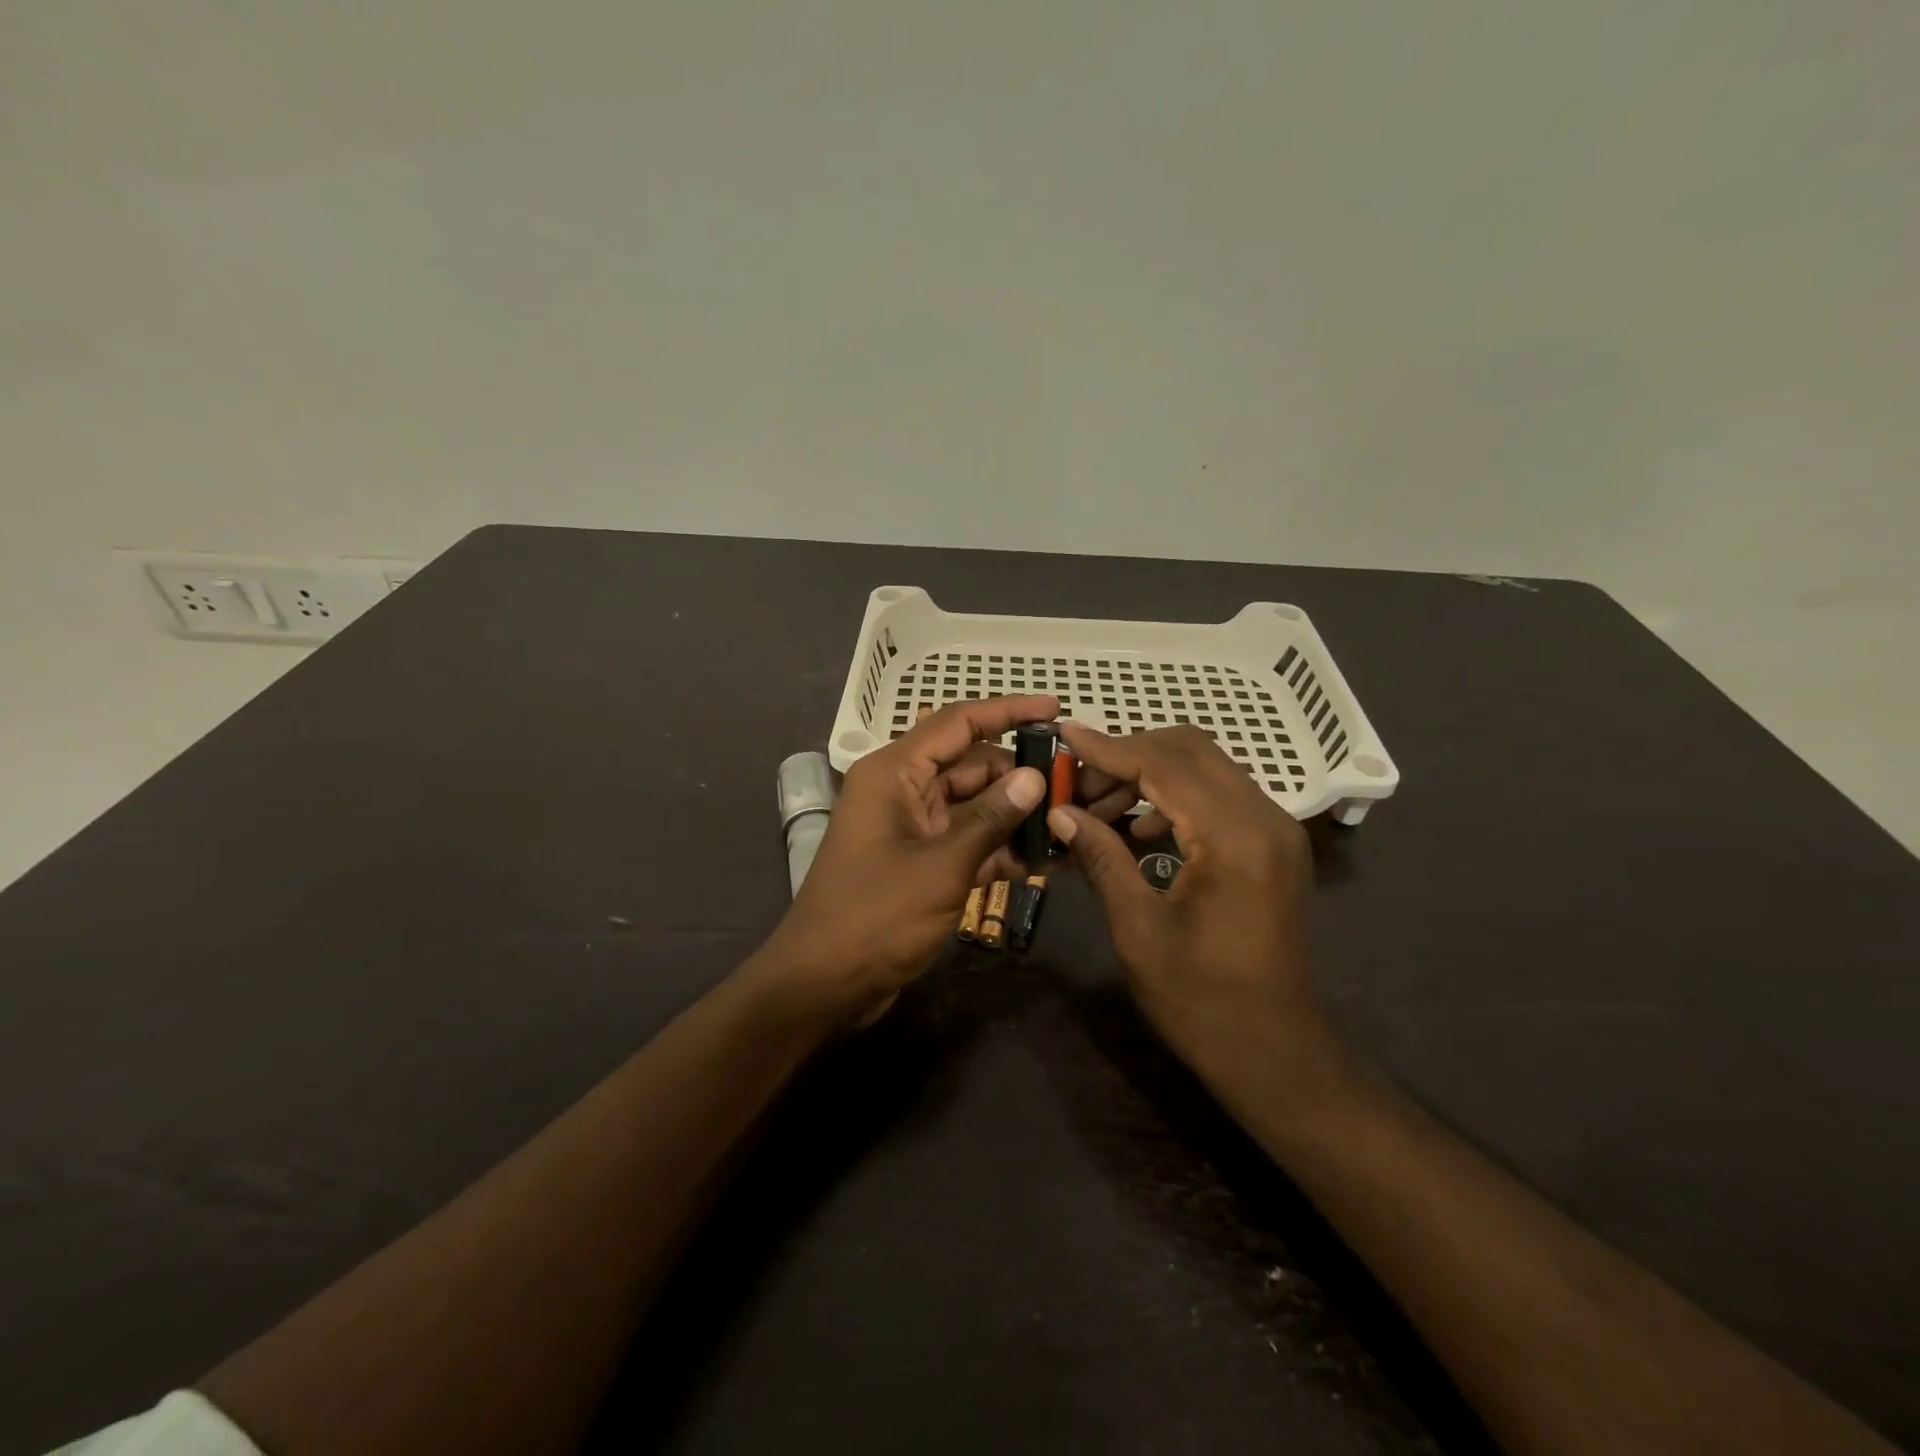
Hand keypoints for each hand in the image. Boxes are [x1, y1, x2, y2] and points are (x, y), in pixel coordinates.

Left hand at [762, 696, 1057, 1023]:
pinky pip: (966, 841)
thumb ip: (991, 818)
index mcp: (894, 773)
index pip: (957, 723)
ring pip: (972, 805)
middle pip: (969, 765)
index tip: (1054, 708)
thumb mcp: (942, 865)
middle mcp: (902, 791)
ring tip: (1068, 820)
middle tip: (1073, 782)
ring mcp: (911, 828)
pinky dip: (998, 848)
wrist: (824, 984)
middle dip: (1018, 773)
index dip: (1007, 711)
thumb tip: (1034, 777)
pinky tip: (1042, 859)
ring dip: (1014, 814)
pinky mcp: (920, 863)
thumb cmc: (876, 915)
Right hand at [1049, 723, 1342, 1098]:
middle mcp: (1265, 818)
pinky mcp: (1273, 844)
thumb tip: (1060, 812)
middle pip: (1190, 750)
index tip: (1063, 735)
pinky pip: (1218, 796)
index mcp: (1235, 838)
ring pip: (1205, 768)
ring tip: (1098, 808)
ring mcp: (1275, 829)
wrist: (1276, 1053)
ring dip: (1149, 774)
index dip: (1108, 747)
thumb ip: (1101, 858)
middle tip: (1077, 782)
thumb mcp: (1138, 929)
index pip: (1164, 764)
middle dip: (1127, 754)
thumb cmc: (1202, 1001)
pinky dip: (1174, 797)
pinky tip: (1140, 830)